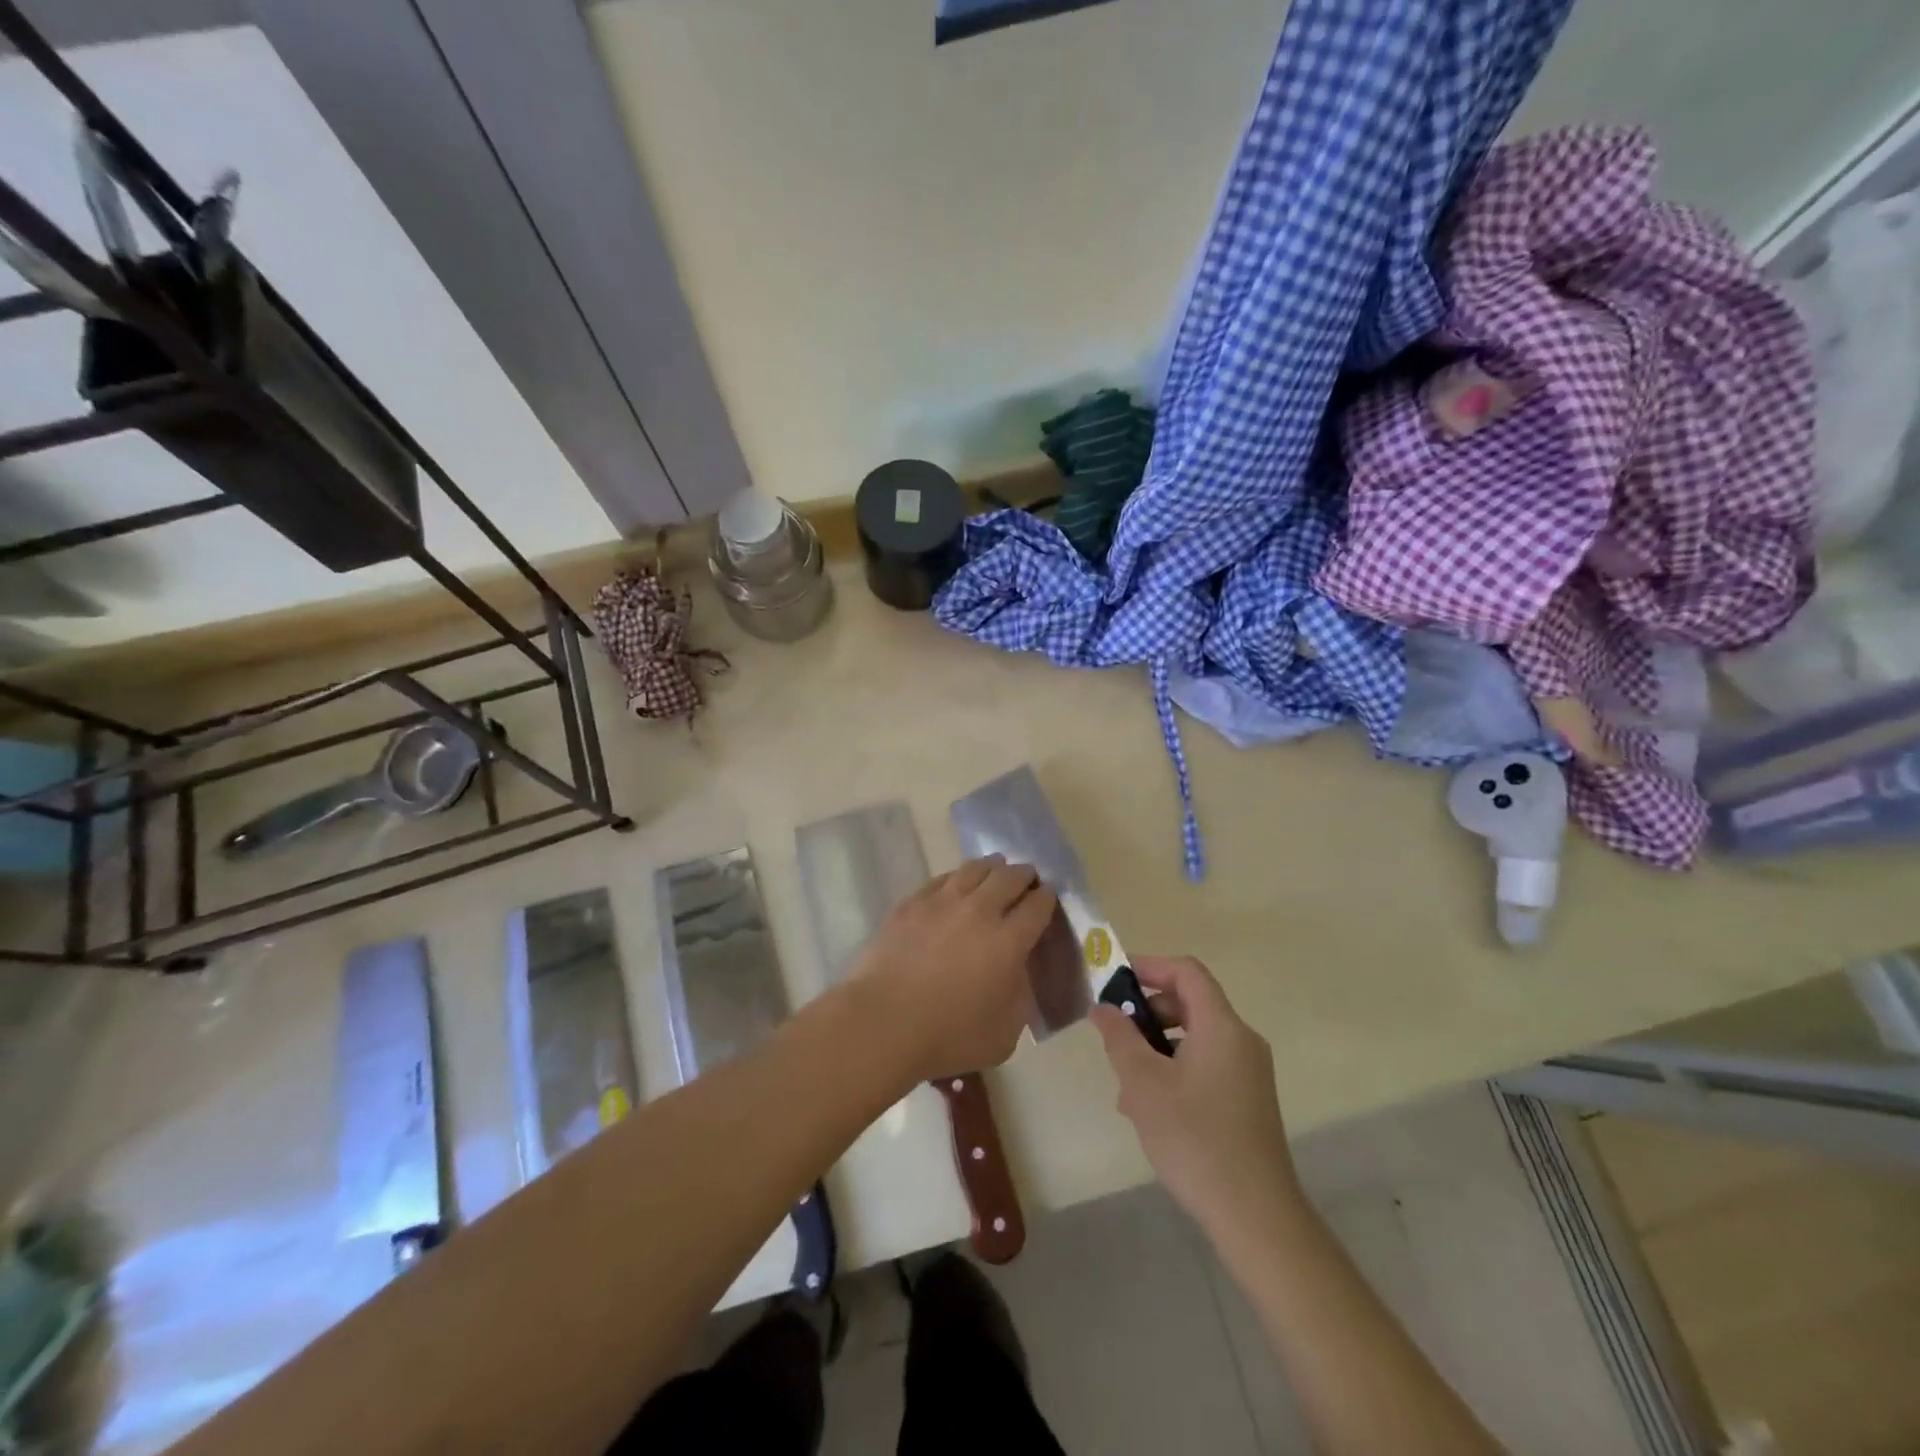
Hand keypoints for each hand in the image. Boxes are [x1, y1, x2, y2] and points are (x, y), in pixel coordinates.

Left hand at [853, 856, 1056, 1081]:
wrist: (882, 1022)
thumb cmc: (947, 1037)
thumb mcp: (1003, 1036)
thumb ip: (1019, 1000)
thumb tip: (1017, 975)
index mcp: (1008, 941)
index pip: (1038, 906)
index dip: (1047, 898)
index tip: (1048, 896)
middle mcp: (979, 911)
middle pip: (1009, 878)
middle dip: (1024, 875)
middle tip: (1027, 879)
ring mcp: (941, 902)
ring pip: (974, 869)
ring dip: (991, 867)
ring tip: (996, 869)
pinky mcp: (911, 903)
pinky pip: (941, 879)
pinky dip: (957, 877)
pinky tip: (956, 882)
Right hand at [1091, 956, 1299, 1241]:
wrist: (1256, 1216)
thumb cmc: (1195, 1139)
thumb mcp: (1143, 1083)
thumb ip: (1119, 1037)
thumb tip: (1103, 1007)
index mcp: (1222, 1027)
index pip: (1187, 972)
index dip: (1150, 966)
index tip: (1114, 980)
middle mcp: (1241, 1040)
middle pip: (1190, 1003)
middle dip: (1147, 1013)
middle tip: (1115, 1038)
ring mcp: (1249, 1072)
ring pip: (1194, 1038)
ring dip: (1156, 1047)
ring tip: (1126, 1086)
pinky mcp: (1248, 1100)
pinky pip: (1205, 1065)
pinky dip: (1174, 1070)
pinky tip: (1149, 1109)